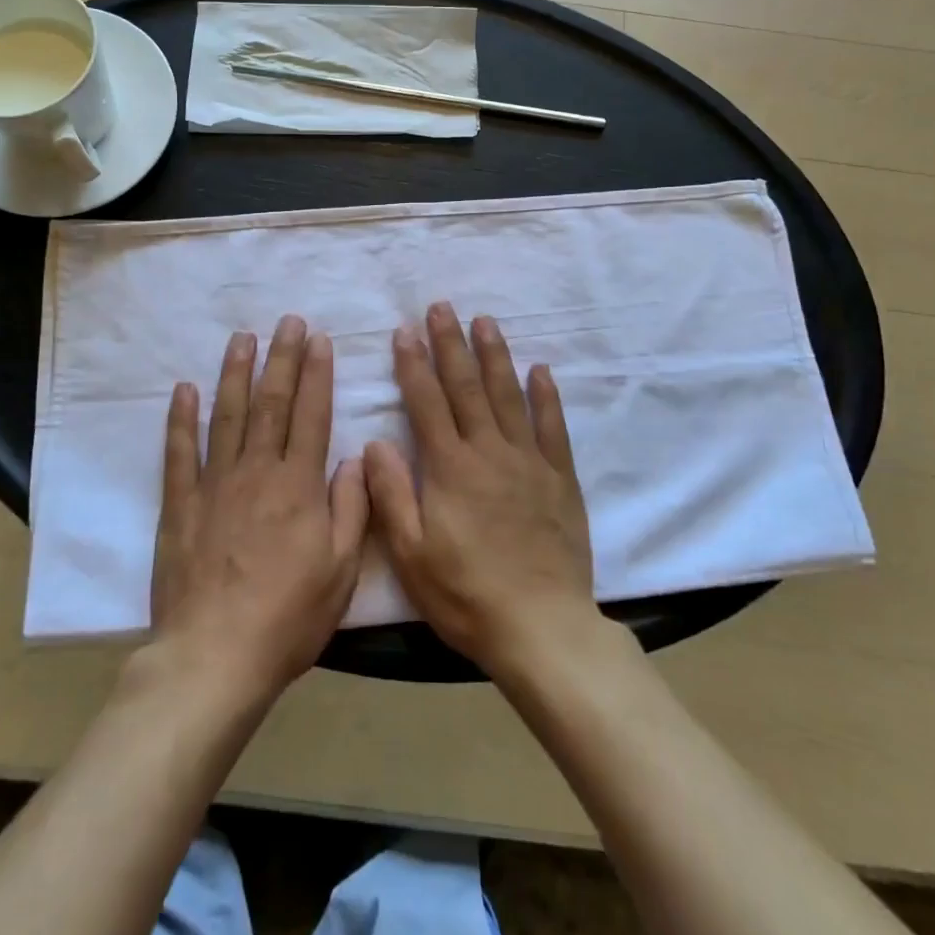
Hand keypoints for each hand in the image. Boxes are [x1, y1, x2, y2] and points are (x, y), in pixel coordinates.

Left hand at [149, 315, 368, 701]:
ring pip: (226, 416)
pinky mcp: (180, 505)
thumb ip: (350, 509)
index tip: (319, 339)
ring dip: (235, 373)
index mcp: (298, 486)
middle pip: (271, 403)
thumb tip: (352, 460)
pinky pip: (179, 453)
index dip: (317, 373)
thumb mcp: (341, 571)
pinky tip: (184, 389)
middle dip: (281, 358)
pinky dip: (181, 419)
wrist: (213, 658)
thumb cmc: (287, 619)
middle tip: (287, 322)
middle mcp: (257, 472)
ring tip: (242, 338)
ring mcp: (214, 485)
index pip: (311, 415)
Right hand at [364, 301, 596, 677]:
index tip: (404, 331)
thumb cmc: (467, 595)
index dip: (413, 364)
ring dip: (495, 355)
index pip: (427, 403)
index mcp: (450, 468)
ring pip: (509, 395)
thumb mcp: (411, 555)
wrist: (542, 628)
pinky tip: (540, 369)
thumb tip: (374, 443)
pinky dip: (546, 396)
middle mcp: (489, 452)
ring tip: (484, 321)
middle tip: (442, 307)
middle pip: (467, 387)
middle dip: (451, 344)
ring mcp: (529, 461)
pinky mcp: (560, 478)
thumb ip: (391, 495)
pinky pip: (553, 427)